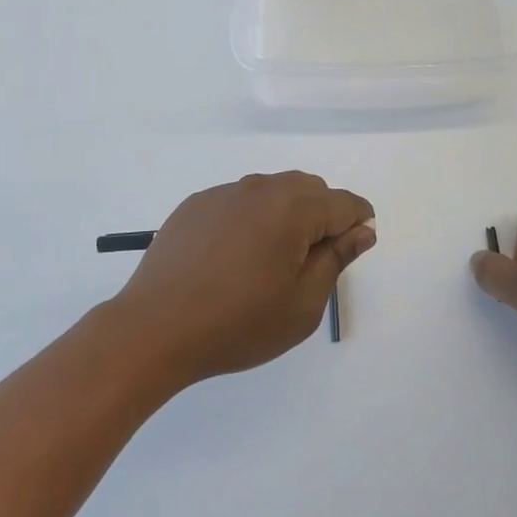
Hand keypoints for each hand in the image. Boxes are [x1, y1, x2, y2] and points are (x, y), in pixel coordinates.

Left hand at [112, 172, 374, 386]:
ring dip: (285, 215)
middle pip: (309, 189)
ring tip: (269, 262)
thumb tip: (362, 230)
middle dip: (322, 217)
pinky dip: (250, 219)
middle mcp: (260, 188)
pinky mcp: (196, 204)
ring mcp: (224, 192)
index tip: (353, 250)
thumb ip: (336, 259)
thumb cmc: (238, 323)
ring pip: (273, 191)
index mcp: (293, 208)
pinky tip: (233, 258)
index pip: (343, 203)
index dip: (357, 223)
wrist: (155, 328)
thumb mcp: (302, 304)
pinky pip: (239, 201)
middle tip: (309, 264)